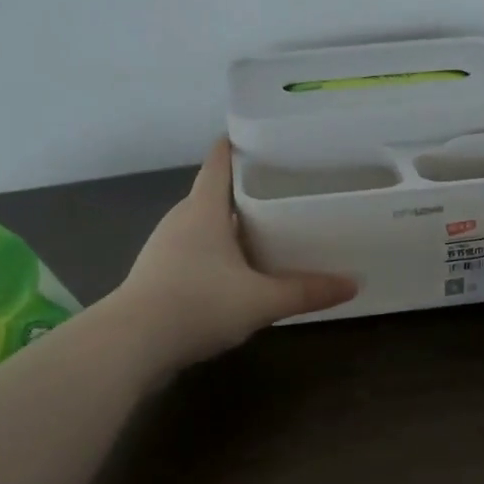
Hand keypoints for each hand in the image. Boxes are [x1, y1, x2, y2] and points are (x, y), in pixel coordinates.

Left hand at [110, 139, 356, 368]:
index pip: (220, 160)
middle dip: (246, 188)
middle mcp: (181, 218)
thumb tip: (353, 284)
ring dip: (231, 223)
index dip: (240, 144)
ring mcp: (165, 246)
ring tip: (267, 228)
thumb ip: (306, 291)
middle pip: (215, 192)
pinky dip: (216, 251)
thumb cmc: (197, 304)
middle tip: (284, 188)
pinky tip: (236, 271)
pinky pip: (194, 249)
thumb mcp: (260, 300)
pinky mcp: (157, 273)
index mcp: (204, 208)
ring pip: (204, 223)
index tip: (267, 138)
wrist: (130, 345)